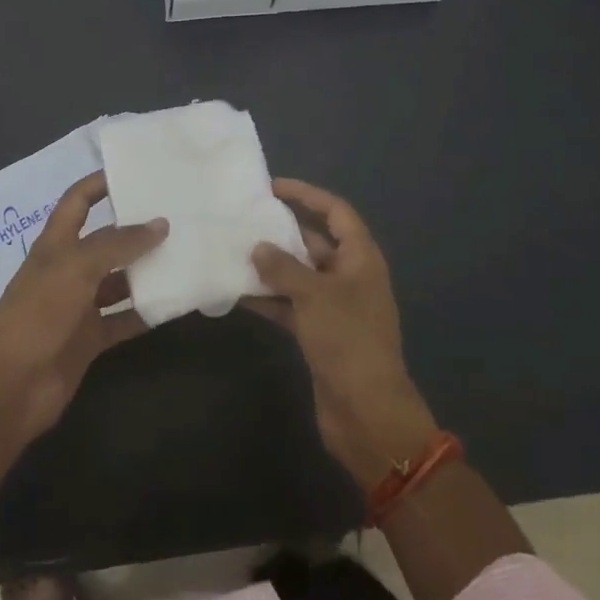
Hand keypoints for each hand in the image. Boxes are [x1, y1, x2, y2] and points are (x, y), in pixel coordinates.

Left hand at [0, 172, 164, 441]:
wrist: (9, 388)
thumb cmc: (37, 315)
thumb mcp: (76, 268)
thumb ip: (118, 244)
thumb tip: (160, 223)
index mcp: (56, 244)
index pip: (78, 201)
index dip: (100, 183)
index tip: (136, 172)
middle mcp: (68, 270)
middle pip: (105, 241)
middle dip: (136, 229)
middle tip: (178, 216)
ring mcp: (78, 306)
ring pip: (119, 281)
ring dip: (146, 271)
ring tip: (186, 256)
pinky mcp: (89, 339)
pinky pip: (124, 319)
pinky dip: (146, 313)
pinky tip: (175, 303)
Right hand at [251, 179, 436, 487]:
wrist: (367, 413)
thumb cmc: (348, 340)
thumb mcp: (314, 295)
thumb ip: (283, 267)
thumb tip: (257, 247)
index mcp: (360, 258)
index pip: (335, 212)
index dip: (307, 195)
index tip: (272, 186)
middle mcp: (349, 276)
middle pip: (314, 242)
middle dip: (281, 231)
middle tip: (243, 218)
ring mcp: (334, 306)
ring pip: (298, 274)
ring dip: (269, 266)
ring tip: (232, 250)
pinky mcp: (319, 333)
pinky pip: (290, 304)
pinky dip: (268, 298)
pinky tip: (236, 292)